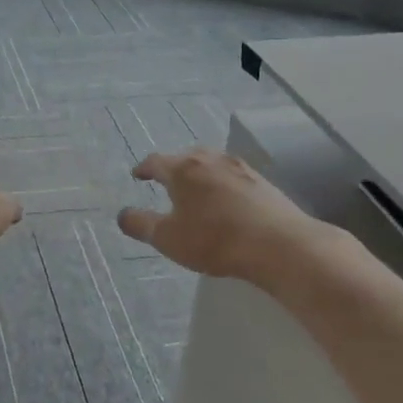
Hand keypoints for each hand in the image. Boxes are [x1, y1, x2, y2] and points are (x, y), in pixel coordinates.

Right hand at [117, 147, 326, 283]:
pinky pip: (233, 176)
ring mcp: (240, 168)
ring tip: (196, 189)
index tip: (137, 176)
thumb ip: (140, 225)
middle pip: (185, 157)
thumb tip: (122, 214)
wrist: (279, 245)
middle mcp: (210, 160)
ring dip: (200, 173)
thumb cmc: (214, 240)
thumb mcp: (168, 238)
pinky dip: (221, 183)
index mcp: (183, 170)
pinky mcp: (262, 182)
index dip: (143, 169)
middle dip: (173, 168)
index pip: (155, 162)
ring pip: (211, 164)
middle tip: (166, 182)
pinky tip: (226, 200)